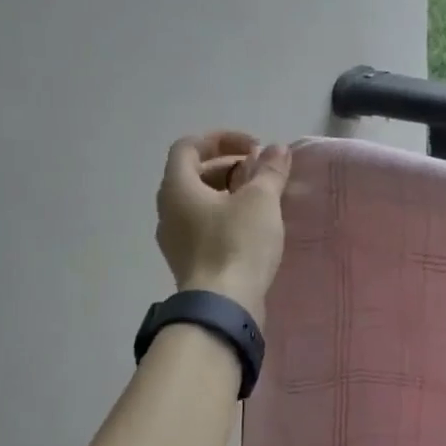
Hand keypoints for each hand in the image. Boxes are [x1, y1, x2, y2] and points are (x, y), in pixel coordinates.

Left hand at [155, 131, 290, 324]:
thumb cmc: (237, 244)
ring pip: (200, 202)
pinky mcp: (189, 261)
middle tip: (262, 173)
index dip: (221, 139)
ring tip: (262, 200)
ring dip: (229, 192)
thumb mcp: (261, 200)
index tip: (254, 148)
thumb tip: (277, 149)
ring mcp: (175, 239)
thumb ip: (269, 170)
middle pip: (195, 173)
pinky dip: (226, 216)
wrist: (223, 306)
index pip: (189, 146)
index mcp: (177, 187)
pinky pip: (204, 226)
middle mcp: (168, 210)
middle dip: (230, 166)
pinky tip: (254, 229)